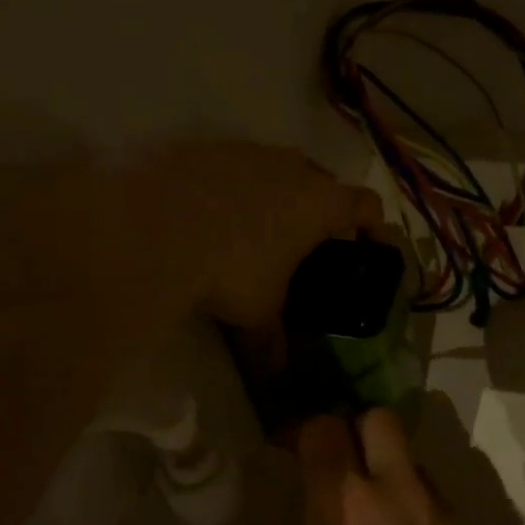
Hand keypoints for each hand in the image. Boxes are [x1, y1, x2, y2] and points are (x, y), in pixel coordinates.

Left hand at [141, 142, 383, 333]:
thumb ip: (272, 343)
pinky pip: (237, 165)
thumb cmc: (229, 269)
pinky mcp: (209, 147)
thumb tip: (275, 377)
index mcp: (320, 203)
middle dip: (323, 211)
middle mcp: (293, 167)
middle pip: (325, 182)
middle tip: (310, 244)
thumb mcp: (257, 313)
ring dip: (279, 194)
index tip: (369, 249)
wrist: (150, 225)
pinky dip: (237, 186)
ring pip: (279, 169)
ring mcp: (249, 151)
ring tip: (259, 229)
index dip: (374, 227)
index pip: (367, 205)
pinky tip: (214, 215)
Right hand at [178, 409, 501, 524]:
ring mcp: (443, 520)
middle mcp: (398, 498)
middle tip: (331, 467)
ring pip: (415, 459)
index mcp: (345, 512)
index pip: (325, 430)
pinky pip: (441, 502)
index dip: (302, 430)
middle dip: (354, 429)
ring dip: (390, 469)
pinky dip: (418, 507)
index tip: (283, 451)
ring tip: (368, 511)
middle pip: (381, 420)